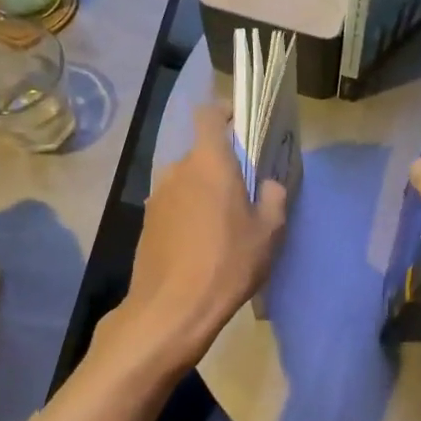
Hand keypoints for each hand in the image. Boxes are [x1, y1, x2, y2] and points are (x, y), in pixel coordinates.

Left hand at [105, 102, 286, 371]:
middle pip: (201, 154)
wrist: (172, 308)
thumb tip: (267, 185)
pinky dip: (189, 214)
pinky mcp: (147, 223)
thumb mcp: (268, 232)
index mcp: (209, 162)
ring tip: (224, 224)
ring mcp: (157, 197)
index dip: (225, 112)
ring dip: (205, 192)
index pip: (209, 115)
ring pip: (187, 182)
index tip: (242, 124)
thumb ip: (273, 198)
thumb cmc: (227, 262)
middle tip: (245, 192)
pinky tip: (203, 245)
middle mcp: (177, 170)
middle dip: (222, 166)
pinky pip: (175, 205)